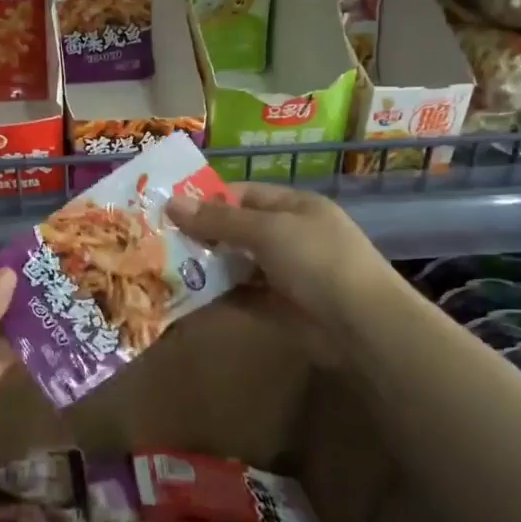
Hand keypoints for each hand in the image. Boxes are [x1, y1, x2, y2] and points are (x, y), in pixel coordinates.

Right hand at [166, 182, 398, 327]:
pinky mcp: (278, 309)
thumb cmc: (318, 261)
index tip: (169, 209)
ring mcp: (285, 275)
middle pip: (237, 231)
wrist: (363, 326)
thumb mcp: (268, 231)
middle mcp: (289, 237)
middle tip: (157, 240)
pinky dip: (217, 298)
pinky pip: (241, 297)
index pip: (244, 195)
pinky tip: (185, 298)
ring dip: (206, 268)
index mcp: (294, 207)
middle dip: (201, 235)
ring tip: (163, 268)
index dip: (208, 200)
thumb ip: (219, 220)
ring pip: (236, 266)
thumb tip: (171, 203)